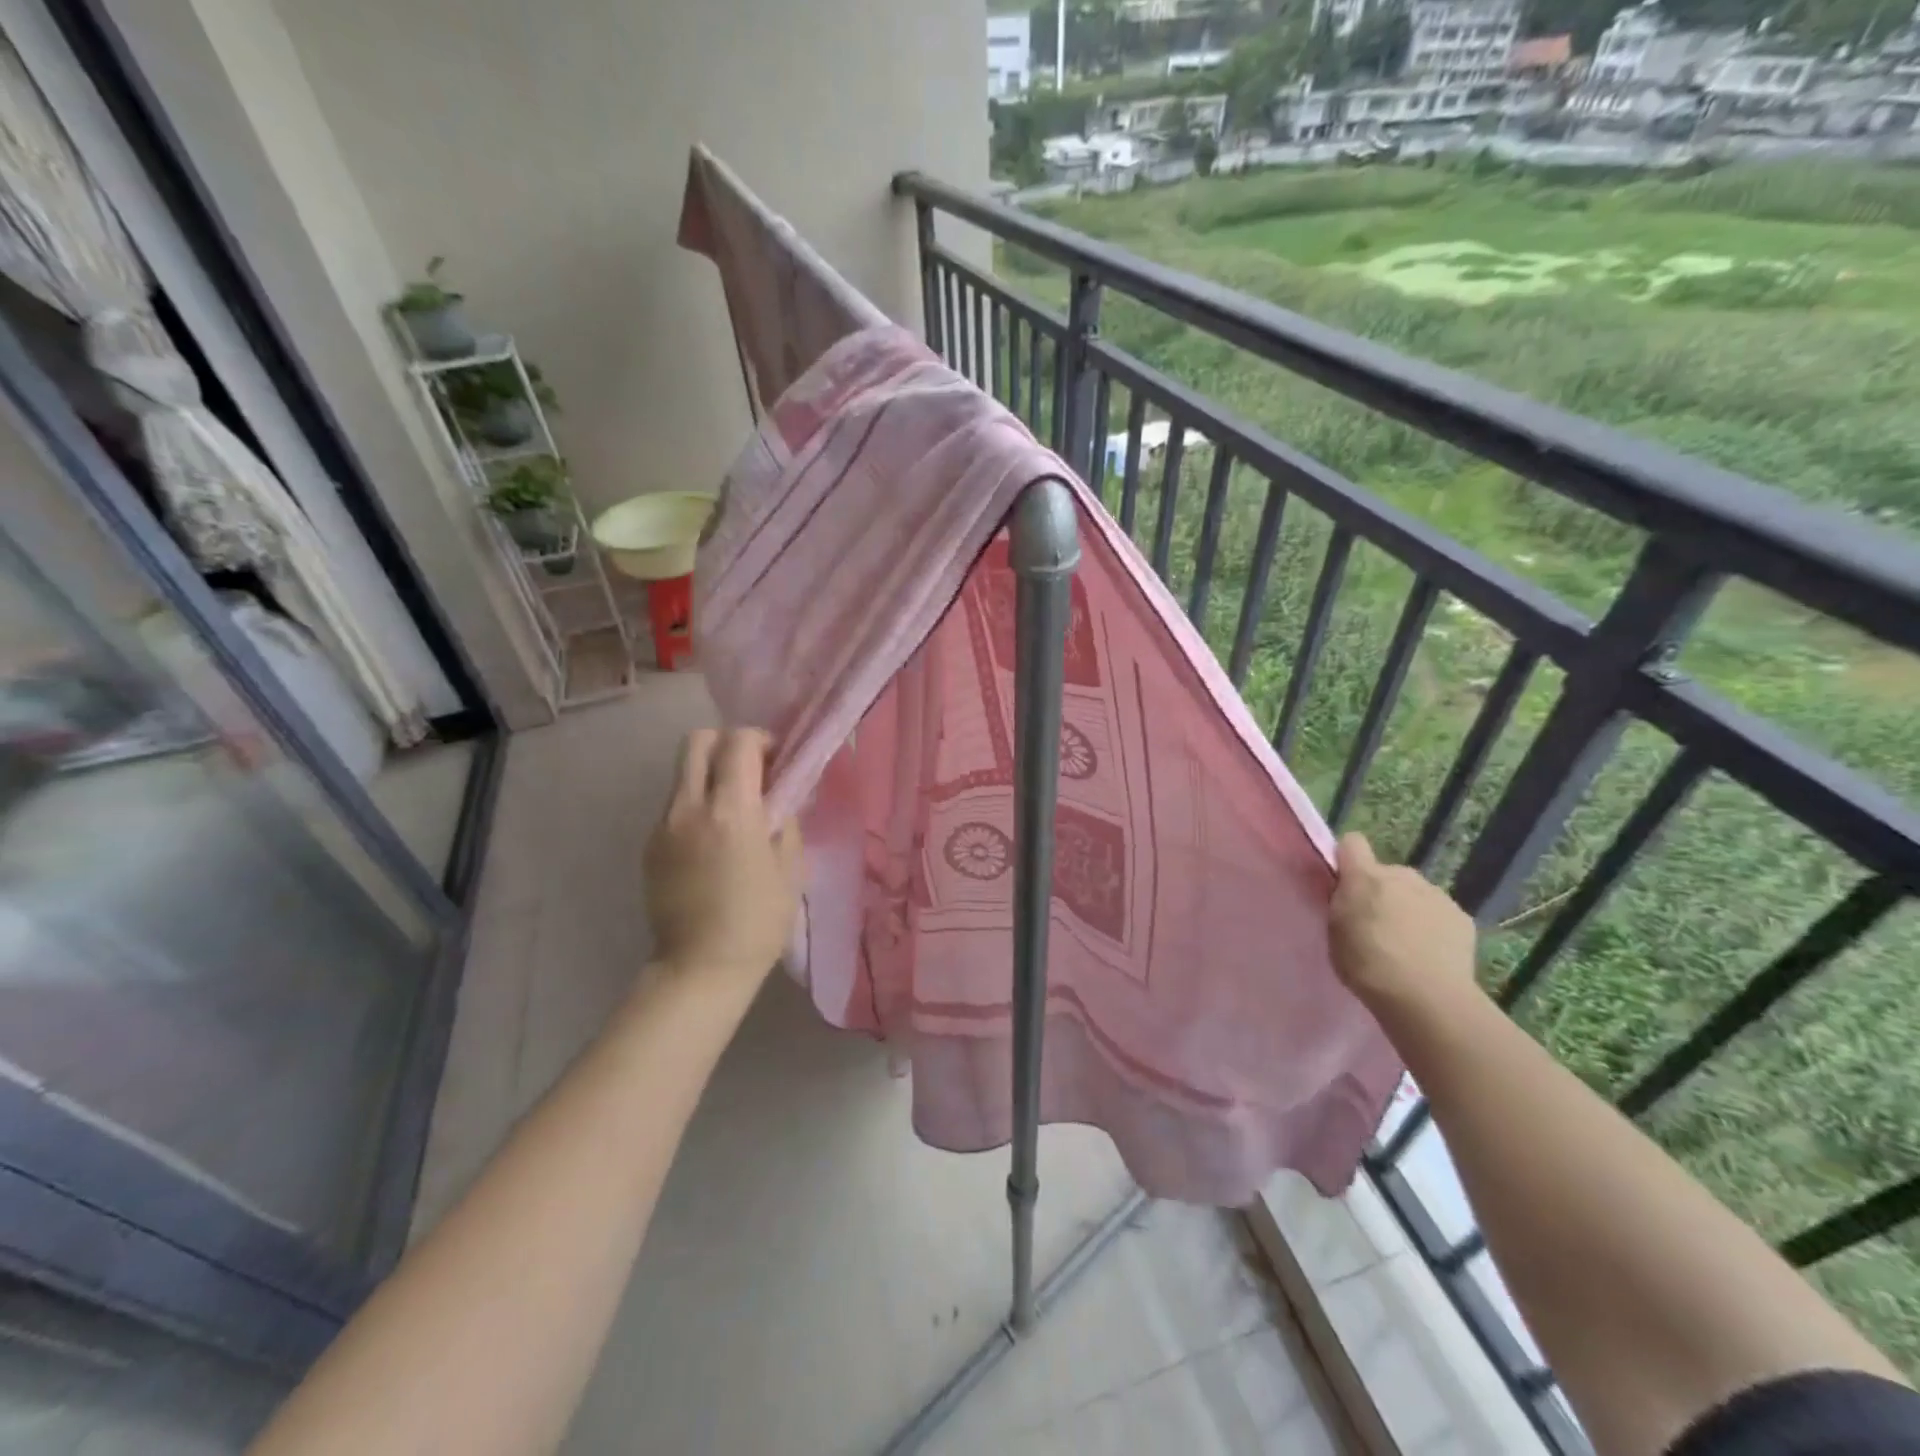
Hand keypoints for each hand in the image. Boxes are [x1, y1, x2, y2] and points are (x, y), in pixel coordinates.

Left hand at [644, 728, 801, 991]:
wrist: (700, 968)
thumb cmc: (759, 920)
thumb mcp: (790, 867)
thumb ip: (786, 818)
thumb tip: (781, 793)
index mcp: (730, 811)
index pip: (737, 742)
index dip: (760, 740)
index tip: (777, 761)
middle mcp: (689, 807)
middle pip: (697, 741)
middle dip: (727, 744)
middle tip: (751, 772)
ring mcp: (662, 826)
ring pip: (683, 773)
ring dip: (710, 775)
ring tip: (734, 810)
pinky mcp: (650, 846)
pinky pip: (675, 805)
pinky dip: (696, 805)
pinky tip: (713, 841)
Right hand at [1329, 834, 1477, 1015]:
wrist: (1426, 998)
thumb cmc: (1367, 965)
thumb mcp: (1335, 932)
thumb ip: (1341, 904)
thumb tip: (1348, 895)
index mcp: (1365, 877)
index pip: (1352, 843)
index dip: (1346, 858)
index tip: (1343, 882)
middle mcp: (1402, 875)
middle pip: (1386, 872)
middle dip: (1380, 891)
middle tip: (1374, 924)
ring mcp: (1436, 895)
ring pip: (1415, 893)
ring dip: (1407, 908)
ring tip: (1405, 944)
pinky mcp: (1462, 917)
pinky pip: (1439, 913)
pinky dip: (1432, 926)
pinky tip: (1430, 954)